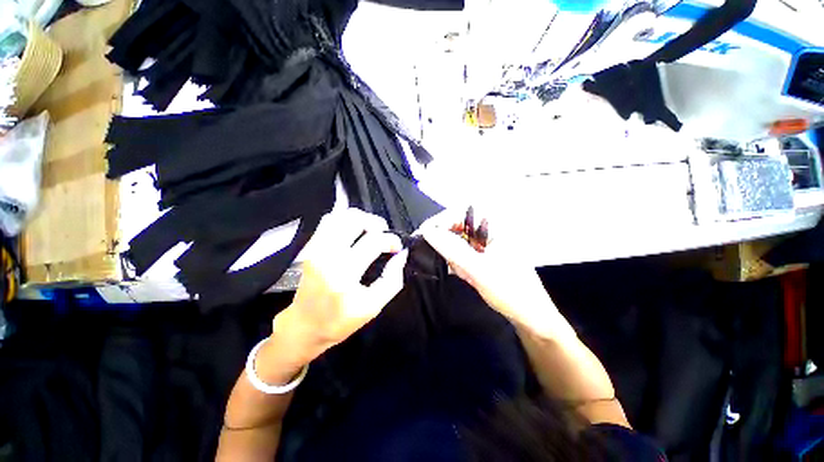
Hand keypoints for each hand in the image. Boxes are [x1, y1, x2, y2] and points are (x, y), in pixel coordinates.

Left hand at [267, 208, 407, 371]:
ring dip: (361, 219)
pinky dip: (345, 220)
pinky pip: (329, 222)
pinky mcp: (311, 247)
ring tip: (371, 231)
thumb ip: (392, 279)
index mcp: (344, 273)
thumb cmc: (339, 320)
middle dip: (376, 222)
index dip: (391, 239)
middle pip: (355, 219)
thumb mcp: (373, 306)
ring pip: (340, 216)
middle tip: (384, 234)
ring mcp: (316, 248)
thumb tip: (401, 255)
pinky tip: (354, 231)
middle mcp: (327, 254)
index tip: (397, 246)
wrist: (304, 327)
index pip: (373, 241)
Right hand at [419, 209, 558, 332]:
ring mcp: (487, 244)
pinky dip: (458, 263)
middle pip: (458, 226)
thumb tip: (428, 232)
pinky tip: (463, 274)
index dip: (440, 221)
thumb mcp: (478, 269)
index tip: (424, 235)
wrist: (531, 317)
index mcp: (495, 226)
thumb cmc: (511, 291)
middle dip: (446, 242)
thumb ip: (452, 249)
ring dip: (452, 255)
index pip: (461, 212)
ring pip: (458, 241)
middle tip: (437, 255)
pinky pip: (463, 253)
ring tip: (458, 270)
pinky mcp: (484, 256)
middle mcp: (491, 230)